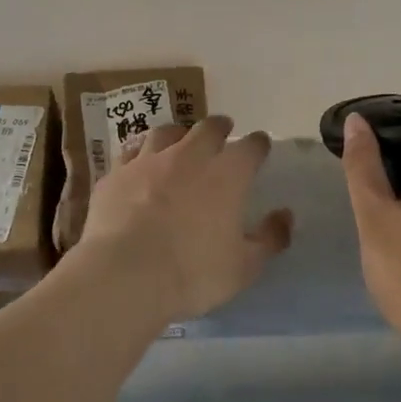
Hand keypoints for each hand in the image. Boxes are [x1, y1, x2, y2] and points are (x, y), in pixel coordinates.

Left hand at [80, 116, 294, 322]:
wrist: (124, 274)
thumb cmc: (193, 273)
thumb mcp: (244, 267)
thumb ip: (270, 238)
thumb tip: (285, 216)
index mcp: (227, 175)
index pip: (251, 147)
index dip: (258, 144)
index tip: (261, 146)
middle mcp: (189, 156)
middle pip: (208, 128)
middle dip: (219, 127)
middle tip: (223, 130)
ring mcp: (147, 162)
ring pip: (166, 133)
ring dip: (178, 133)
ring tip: (180, 139)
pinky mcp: (115, 175)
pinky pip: (130, 152)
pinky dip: (140, 154)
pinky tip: (138, 163)